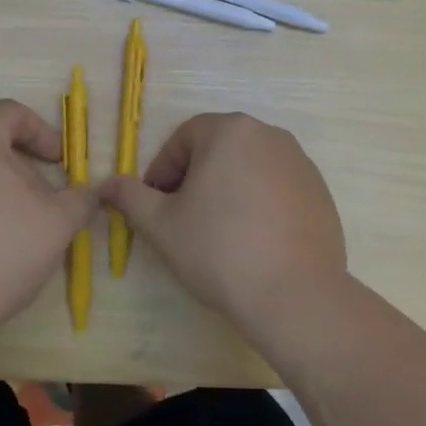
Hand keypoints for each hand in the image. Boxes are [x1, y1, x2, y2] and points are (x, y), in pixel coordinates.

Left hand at [0, 100, 101, 331]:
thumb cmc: (0, 249)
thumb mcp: (58, 222)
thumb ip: (81, 198)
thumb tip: (89, 193)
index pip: (13, 113)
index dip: (44, 134)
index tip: (61, 165)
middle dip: (26, 165)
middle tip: (47, 199)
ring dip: (3, 186)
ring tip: (23, 223)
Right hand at [101, 113, 348, 333]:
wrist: (295, 295)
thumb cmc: (219, 250)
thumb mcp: (160, 224)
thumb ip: (130, 196)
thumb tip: (106, 184)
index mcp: (230, 130)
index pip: (183, 139)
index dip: (162, 171)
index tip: (156, 206)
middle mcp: (269, 134)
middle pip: (217, 149)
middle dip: (194, 178)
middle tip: (182, 219)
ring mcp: (300, 162)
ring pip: (247, 167)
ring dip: (226, 189)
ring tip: (217, 232)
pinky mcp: (320, 191)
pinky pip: (276, 187)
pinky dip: (259, 203)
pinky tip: (252, 240)